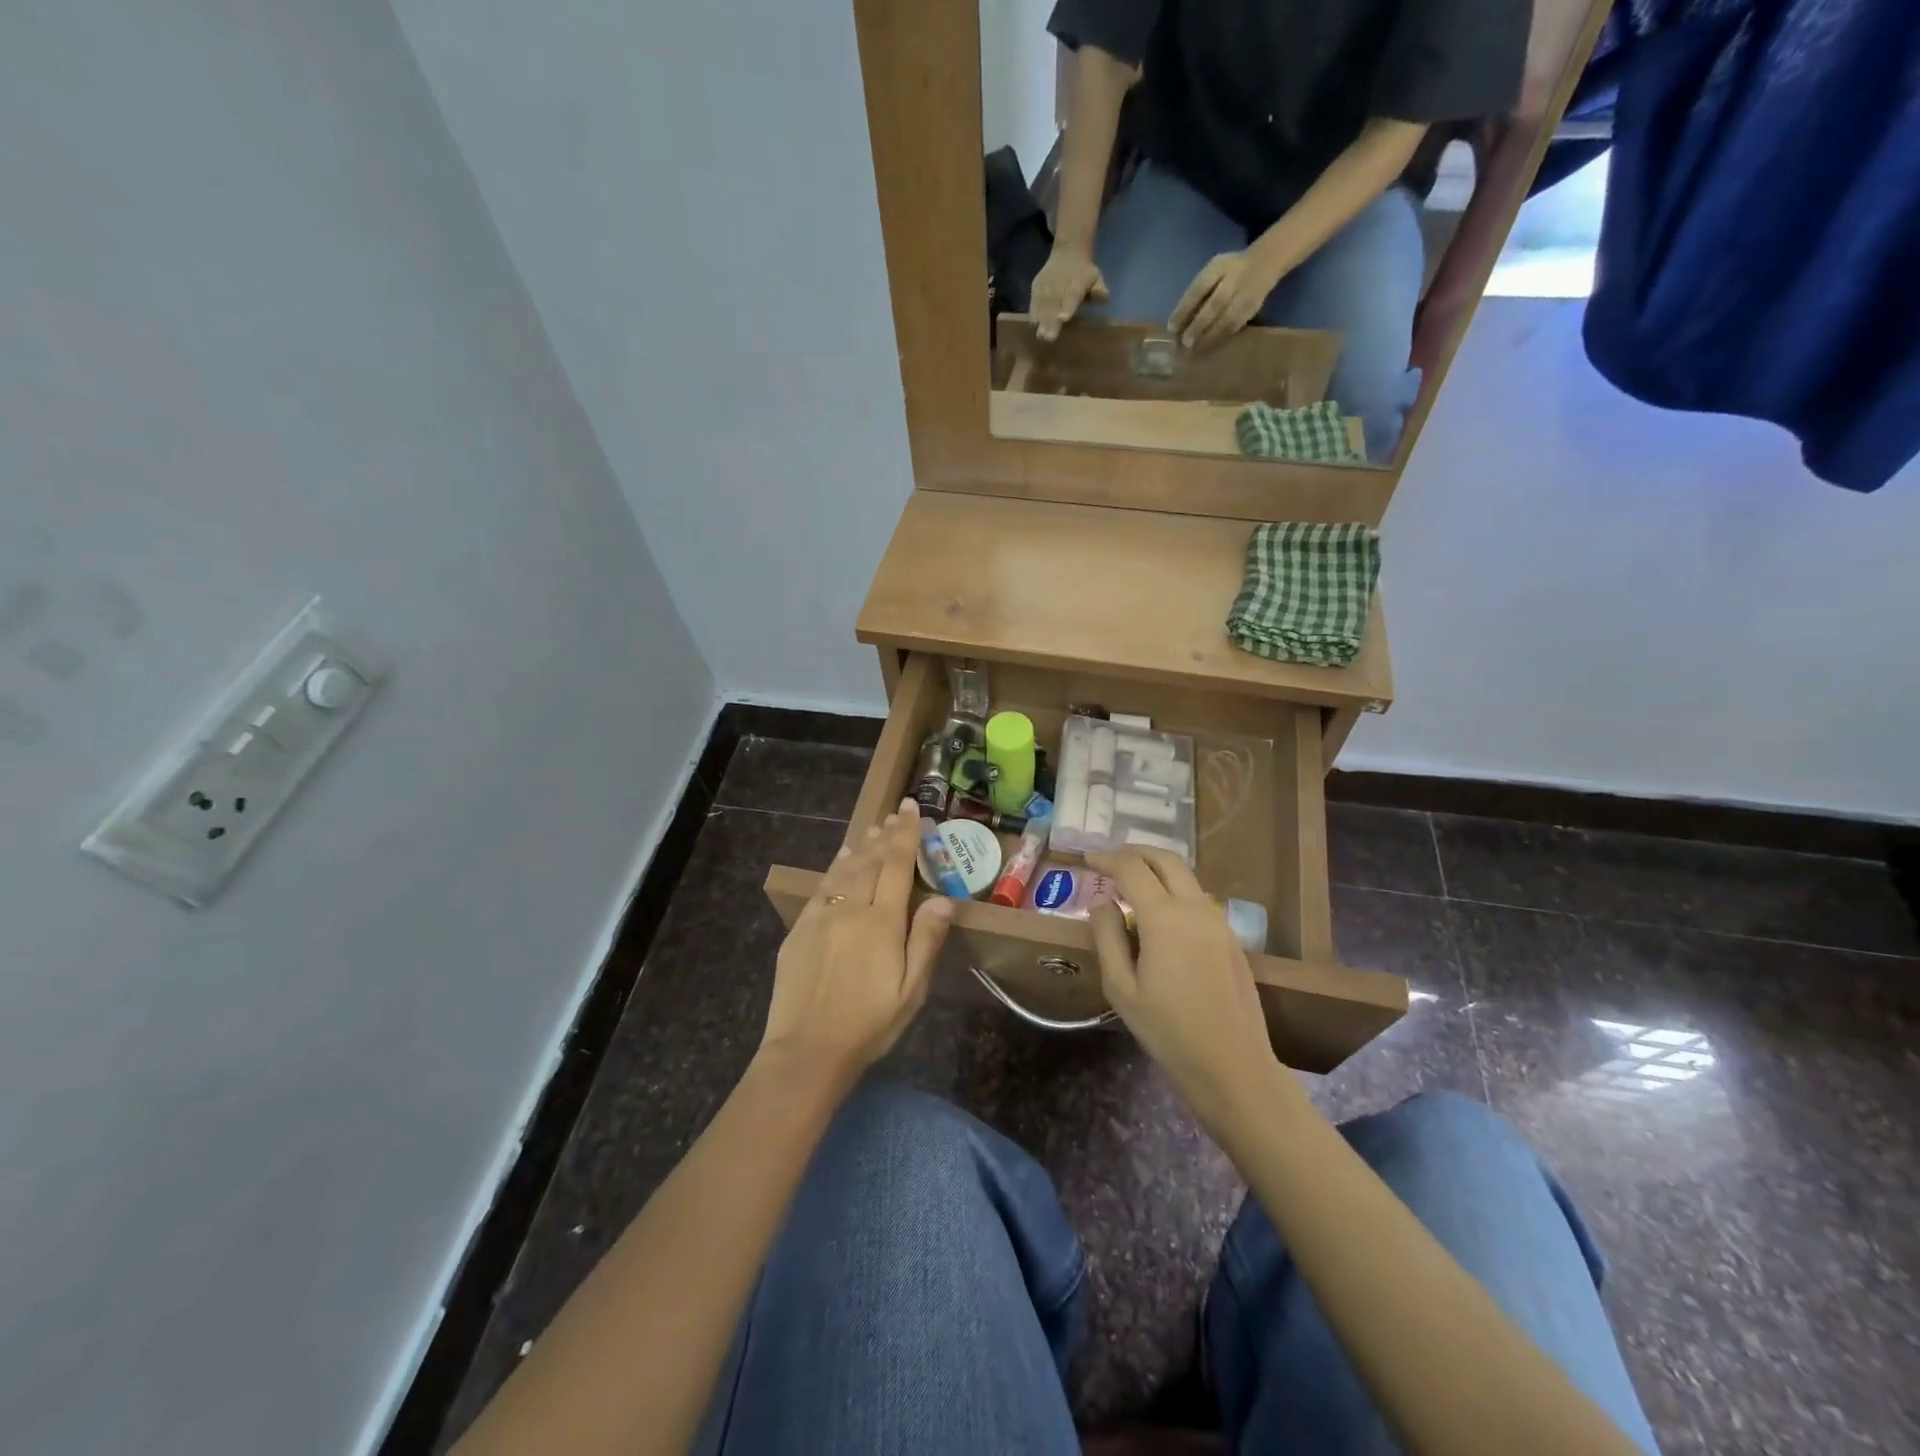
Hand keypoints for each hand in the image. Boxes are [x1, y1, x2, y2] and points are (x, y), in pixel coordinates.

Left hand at [761, 799, 952, 1082]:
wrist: (807, 1050)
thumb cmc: (869, 1024)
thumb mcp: (911, 990)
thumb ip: (926, 940)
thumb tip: (944, 900)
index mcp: (882, 922)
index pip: (897, 865)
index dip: (905, 835)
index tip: (910, 809)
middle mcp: (851, 909)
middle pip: (870, 861)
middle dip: (884, 835)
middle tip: (893, 814)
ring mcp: (821, 916)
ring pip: (844, 870)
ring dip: (860, 846)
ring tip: (871, 829)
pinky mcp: (800, 930)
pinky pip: (821, 887)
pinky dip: (834, 868)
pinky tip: (840, 861)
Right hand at [1029, 246, 1109, 341]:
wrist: (1068, 252)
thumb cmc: (1084, 273)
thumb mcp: (1096, 278)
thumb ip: (1099, 290)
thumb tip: (1105, 297)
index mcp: (1076, 283)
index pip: (1072, 296)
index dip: (1068, 307)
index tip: (1064, 318)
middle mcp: (1059, 284)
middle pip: (1054, 304)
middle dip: (1051, 321)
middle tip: (1048, 337)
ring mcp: (1046, 285)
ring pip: (1043, 304)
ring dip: (1041, 319)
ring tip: (1040, 334)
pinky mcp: (1037, 286)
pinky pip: (1034, 300)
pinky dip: (1033, 312)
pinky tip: (1033, 325)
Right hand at [1086, 849, 1276, 1118]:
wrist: (1233, 1068)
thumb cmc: (1168, 1032)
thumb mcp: (1121, 988)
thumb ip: (1107, 937)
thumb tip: (1102, 902)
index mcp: (1165, 918)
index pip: (1132, 869)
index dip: (1106, 858)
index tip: (1085, 858)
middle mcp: (1195, 909)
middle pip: (1166, 859)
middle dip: (1134, 852)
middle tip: (1108, 860)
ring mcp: (1218, 922)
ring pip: (1185, 876)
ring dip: (1156, 869)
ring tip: (1129, 884)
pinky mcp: (1230, 938)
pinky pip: (1197, 898)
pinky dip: (1173, 890)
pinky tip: (1157, 914)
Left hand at [1168, 250, 1282, 352]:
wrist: (1265, 262)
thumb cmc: (1229, 270)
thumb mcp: (1213, 270)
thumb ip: (1198, 292)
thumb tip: (1179, 322)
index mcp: (1220, 267)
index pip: (1199, 288)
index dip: (1184, 308)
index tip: (1171, 327)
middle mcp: (1234, 280)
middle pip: (1215, 305)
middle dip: (1198, 325)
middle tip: (1184, 343)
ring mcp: (1246, 295)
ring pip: (1227, 320)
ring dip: (1209, 337)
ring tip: (1194, 351)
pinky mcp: (1252, 309)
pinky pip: (1235, 327)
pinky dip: (1220, 339)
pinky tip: (1208, 348)